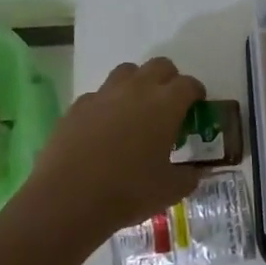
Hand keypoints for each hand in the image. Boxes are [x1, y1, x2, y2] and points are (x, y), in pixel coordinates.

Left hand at [8, 57, 205, 241]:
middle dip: (169, 80)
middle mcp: (136, 90)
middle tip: (170, 105)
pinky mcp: (77, 107)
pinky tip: (106, 128)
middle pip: (159, 66)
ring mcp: (103, 95)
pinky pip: (99, 94)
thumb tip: (195, 172)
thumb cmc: (129, 191)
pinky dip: (108, 104)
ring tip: (137, 110)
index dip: (196, 93)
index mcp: (166, 105)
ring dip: (138, 83)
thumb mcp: (171, 190)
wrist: (68, 199)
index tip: (197, 107)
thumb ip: (189, 176)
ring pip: (127, 72)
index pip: (189, 84)